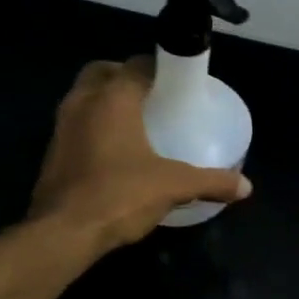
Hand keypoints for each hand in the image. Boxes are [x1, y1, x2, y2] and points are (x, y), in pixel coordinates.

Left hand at [30, 58, 250, 250]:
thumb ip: (211, 181)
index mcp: (112, 98)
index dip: (159, 68)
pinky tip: (116, 153)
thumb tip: (246, 186)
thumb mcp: (174, 186)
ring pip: (84, 98)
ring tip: (137, 123)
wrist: (62, 233)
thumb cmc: (120, 195)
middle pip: (102, 73)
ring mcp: (61, 128)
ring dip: (106, 102)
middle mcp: (82, 103)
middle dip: (125, 77)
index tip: (179, 82)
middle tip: (153, 97)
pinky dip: (94, 128)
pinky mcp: (52, 153)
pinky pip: (76, 126)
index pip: (136, 64)